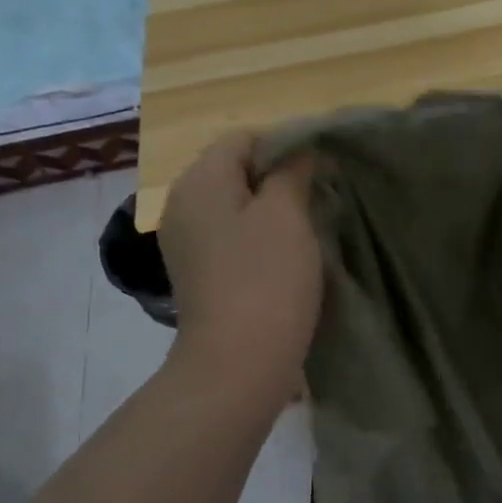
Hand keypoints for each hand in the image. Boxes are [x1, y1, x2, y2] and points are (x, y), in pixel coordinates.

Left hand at [157, 134, 320, 405]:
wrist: (238, 363)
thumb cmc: (265, 278)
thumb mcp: (286, 215)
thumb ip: (292, 173)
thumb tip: (298, 154)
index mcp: (199, 181)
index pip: (243, 139)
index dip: (284, 146)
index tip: (319, 171)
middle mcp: (182, 204)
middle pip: (235, 171)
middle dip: (277, 179)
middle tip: (317, 199)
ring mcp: (187, 243)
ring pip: (234, 207)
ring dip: (270, 211)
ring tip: (307, 230)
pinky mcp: (198, 274)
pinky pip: (230, 237)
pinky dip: (257, 239)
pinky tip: (284, 259)